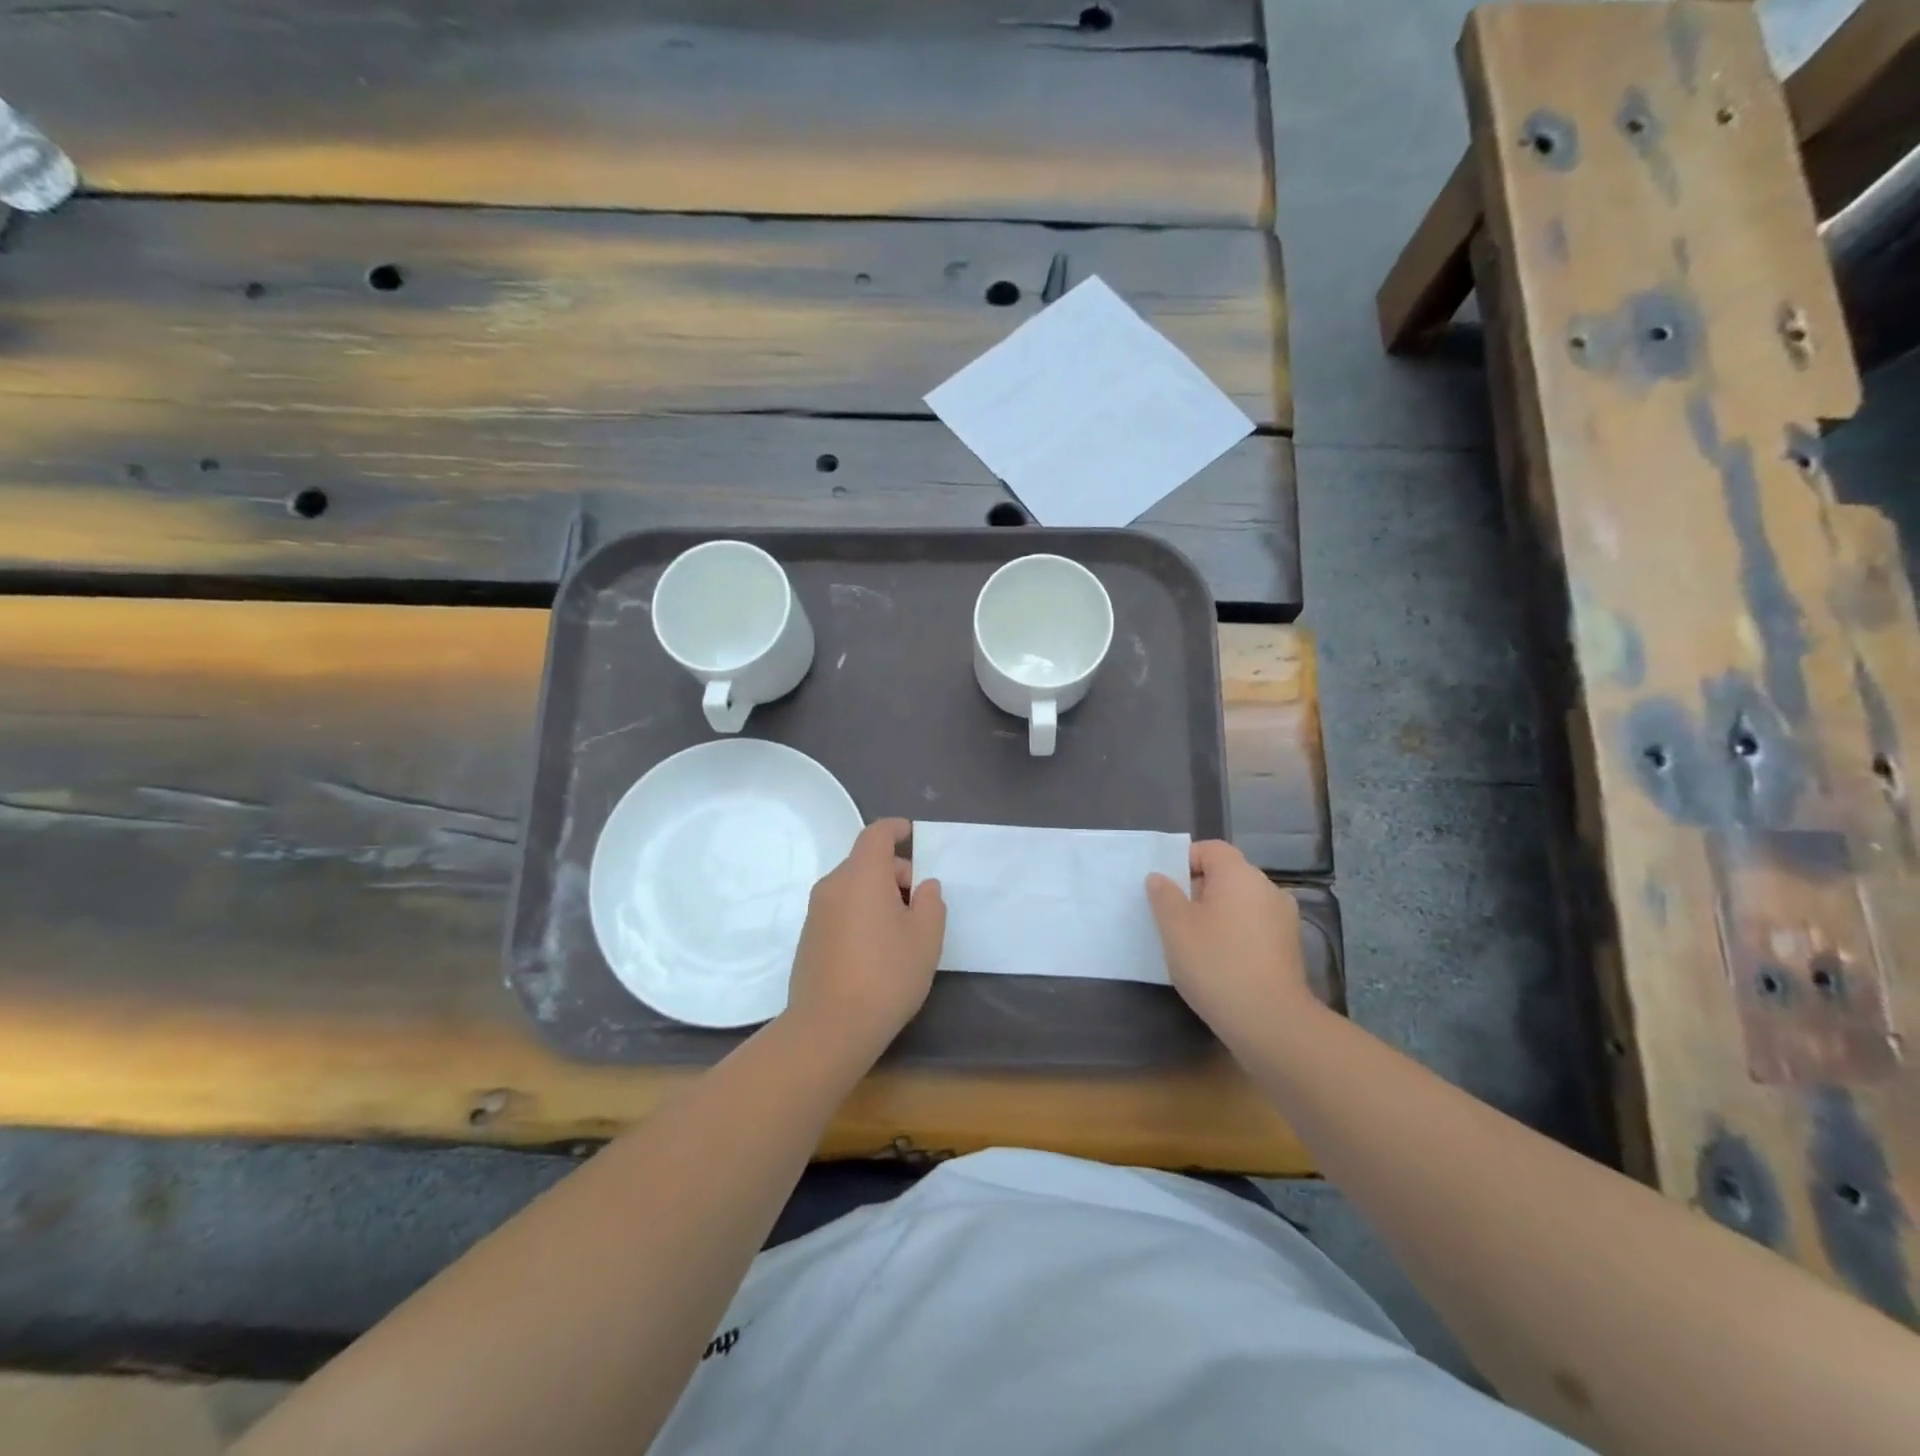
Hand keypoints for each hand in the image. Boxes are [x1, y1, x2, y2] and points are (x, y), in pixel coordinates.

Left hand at [784, 818, 945, 1062]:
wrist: (829, 1028)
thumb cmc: (886, 975)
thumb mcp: (926, 938)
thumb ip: (930, 902)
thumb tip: (923, 886)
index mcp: (862, 875)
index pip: (876, 834)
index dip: (896, 829)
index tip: (913, 835)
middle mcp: (834, 885)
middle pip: (865, 861)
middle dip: (895, 871)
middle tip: (919, 903)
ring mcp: (816, 912)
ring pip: (852, 886)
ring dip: (877, 894)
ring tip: (901, 930)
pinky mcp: (808, 937)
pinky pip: (839, 909)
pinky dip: (860, 913)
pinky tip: (875, 949)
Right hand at [1145, 840, 1313, 1054]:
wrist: (1270, 1022)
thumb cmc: (1215, 963)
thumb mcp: (1175, 927)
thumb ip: (1163, 895)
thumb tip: (1160, 877)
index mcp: (1240, 874)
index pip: (1210, 849)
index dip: (1184, 861)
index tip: (1165, 889)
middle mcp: (1268, 888)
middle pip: (1227, 876)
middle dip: (1198, 891)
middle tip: (1173, 918)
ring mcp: (1284, 919)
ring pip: (1241, 904)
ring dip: (1218, 915)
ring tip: (1194, 942)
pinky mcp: (1290, 948)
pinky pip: (1255, 928)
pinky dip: (1236, 935)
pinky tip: (1220, 962)